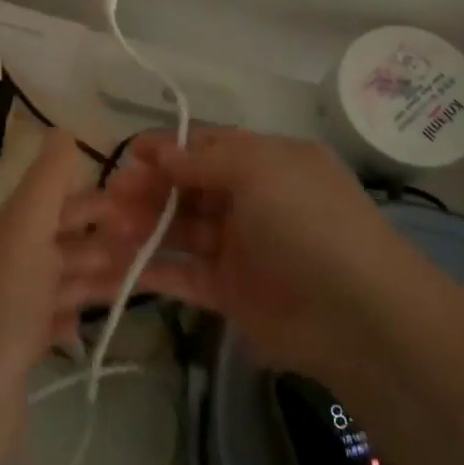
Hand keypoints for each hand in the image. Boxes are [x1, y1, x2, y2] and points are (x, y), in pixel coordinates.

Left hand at [0, 129, 130, 464]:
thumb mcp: (23, 231)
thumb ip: (47, 182)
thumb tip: (65, 128)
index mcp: (7, 231)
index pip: (57, 201)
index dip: (99, 199)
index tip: (146, 204)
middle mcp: (7, 264)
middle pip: (64, 240)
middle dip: (106, 238)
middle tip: (154, 244)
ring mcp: (11, 310)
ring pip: (63, 281)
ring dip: (98, 276)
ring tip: (141, 281)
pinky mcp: (16, 352)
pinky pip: (53, 324)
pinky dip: (73, 320)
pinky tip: (89, 327)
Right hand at [69, 128, 400, 376]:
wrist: (360, 317)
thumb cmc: (309, 223)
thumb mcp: (261, 170)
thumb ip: (204, 159)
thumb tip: (160, 151)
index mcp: (266, 163)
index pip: (205, 147)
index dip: (165, 149)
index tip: (127, 155)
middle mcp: (251, 201)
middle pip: (186, 188)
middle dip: (146, 189)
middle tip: (108, 199)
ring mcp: (239, 248)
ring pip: (178, 231)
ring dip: (140, 228)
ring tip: (102, 230)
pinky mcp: (229, 293)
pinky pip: (181, 275)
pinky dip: (147, 271)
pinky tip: (111, 270)